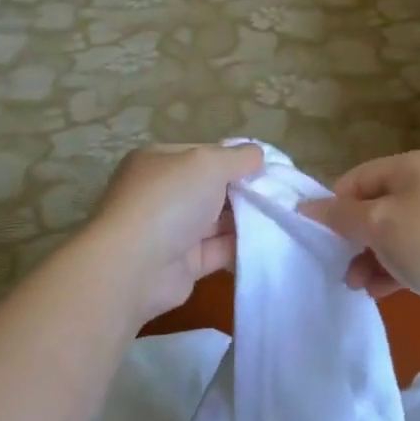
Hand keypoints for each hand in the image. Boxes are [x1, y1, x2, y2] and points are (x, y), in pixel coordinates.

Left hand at [86, 143, 265, 320]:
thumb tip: (258, 154)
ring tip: (283, 216)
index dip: (235, 158)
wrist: (135, 267)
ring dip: (246, 218)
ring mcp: (171, 230)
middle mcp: (162, 193)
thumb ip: (237, 157)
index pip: (203, 153)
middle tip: (282, 193)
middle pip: (212, 187)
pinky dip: (241, 246)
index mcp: (158, 161)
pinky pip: (218, 250)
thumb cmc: (169, 201)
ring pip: (217, 220)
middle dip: (244, 189)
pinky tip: (270, 242)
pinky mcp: (183, 263)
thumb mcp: (208, 163)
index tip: (268, 166)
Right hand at [301, 148, 419, 322]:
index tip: (323, 240)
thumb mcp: (378, 225)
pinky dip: (393, 267)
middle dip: (353, 239)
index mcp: (412, 164)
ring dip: (370, 258)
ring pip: (392, 233)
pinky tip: (380, 290)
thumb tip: (305, 206)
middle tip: (341, 267)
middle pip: (373, 206)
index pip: (356, 179)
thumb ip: (339, 215)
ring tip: (358, 285)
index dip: (334, 208)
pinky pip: (412, 251)